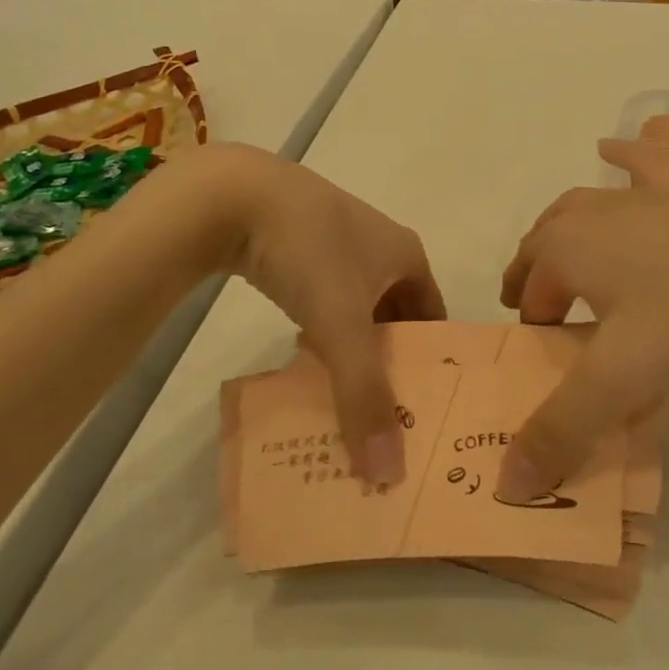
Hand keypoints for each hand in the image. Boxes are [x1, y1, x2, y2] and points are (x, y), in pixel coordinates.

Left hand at [194, 145, 444, 482]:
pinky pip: (327, 297)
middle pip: (398, 316)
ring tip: (346, 395)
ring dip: (354, 347)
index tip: (423, 409)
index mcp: (408, 254)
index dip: (432, 363)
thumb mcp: (340, 325)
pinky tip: (306, 355)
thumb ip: (364, 395)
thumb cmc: (308, 252)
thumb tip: (388, 474)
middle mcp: (381, 246)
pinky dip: (324, 329)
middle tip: (384, 414)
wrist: (234, 195)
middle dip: (391, 361)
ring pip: (359, 308)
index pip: (434, 318)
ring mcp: (339, 242)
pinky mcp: (300, 245)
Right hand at [495, 139, 668, 500]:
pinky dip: (623, 159)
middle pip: (544, 243)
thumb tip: (508, 486)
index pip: (529, 290)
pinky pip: (642, 165)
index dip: (531, 323)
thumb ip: (562, 431)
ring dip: (564, 230)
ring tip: (565, 250)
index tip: (548, 353)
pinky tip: (613, 149)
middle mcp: (591, 212)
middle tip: (546, 309)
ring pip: (582, 206)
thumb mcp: (623, 379)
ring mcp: (640, 193)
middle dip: (535, 274)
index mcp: (566, 249)